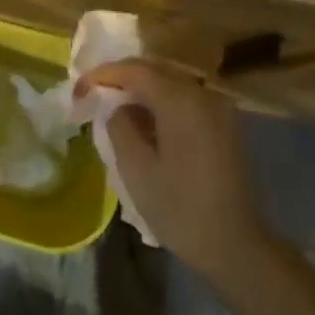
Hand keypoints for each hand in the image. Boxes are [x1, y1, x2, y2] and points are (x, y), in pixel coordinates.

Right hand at [76, 60, 269, 279]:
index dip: (104, 74)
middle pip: (156, 70)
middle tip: (93, 93)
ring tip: (115, 106)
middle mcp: (204, 94)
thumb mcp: (136, 168)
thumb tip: (119, 108)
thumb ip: (120, 127)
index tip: (79, 89)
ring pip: (172, 84)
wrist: (235, 244)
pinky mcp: (226, 125)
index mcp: (181, 101)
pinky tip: (146, 121)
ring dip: (143, 89)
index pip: (135, 71)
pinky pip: (187, 100)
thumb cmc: (180, 208)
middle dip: (122, 77)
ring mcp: (220, 109)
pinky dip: (162, 102)